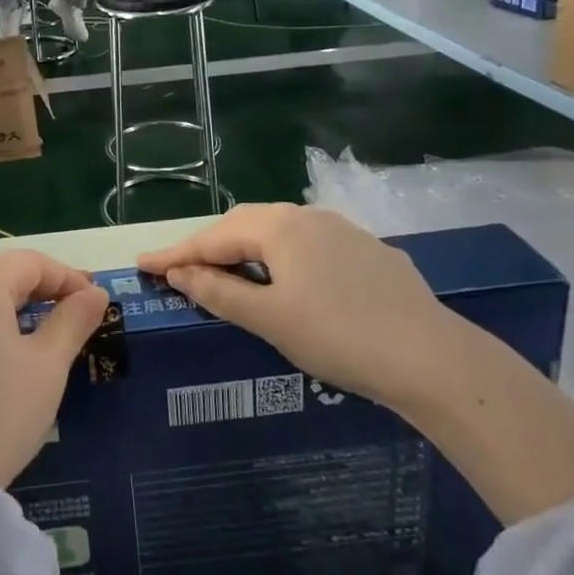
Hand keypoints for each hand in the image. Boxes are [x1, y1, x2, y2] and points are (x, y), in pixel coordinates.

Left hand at [0, 251, 107, 487]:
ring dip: (8, 310)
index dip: (68, 278)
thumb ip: (73, 320)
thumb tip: (94, 293)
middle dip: (39, 292)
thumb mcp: (48, 365)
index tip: (94, 300)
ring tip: (37, 337)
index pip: (32, 263)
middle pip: (0, 276)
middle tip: (72, 315)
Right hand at [138, 204, 450, 406]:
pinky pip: (309, 244)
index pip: (212, 238)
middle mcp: (308, 216)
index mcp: (279, 228)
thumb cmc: (339, 337)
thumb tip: (179, 274)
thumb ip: (219, 292)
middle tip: (179, 268)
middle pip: (243, 224)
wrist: (432, 358)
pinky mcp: (368, 251)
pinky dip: (281, 256)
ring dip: (245, 248)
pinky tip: (286, 277)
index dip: (174, 254)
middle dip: (209, 245)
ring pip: (278, 231)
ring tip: (226, 269)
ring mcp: (343, 230)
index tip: (141, 263)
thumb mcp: (270, 319)